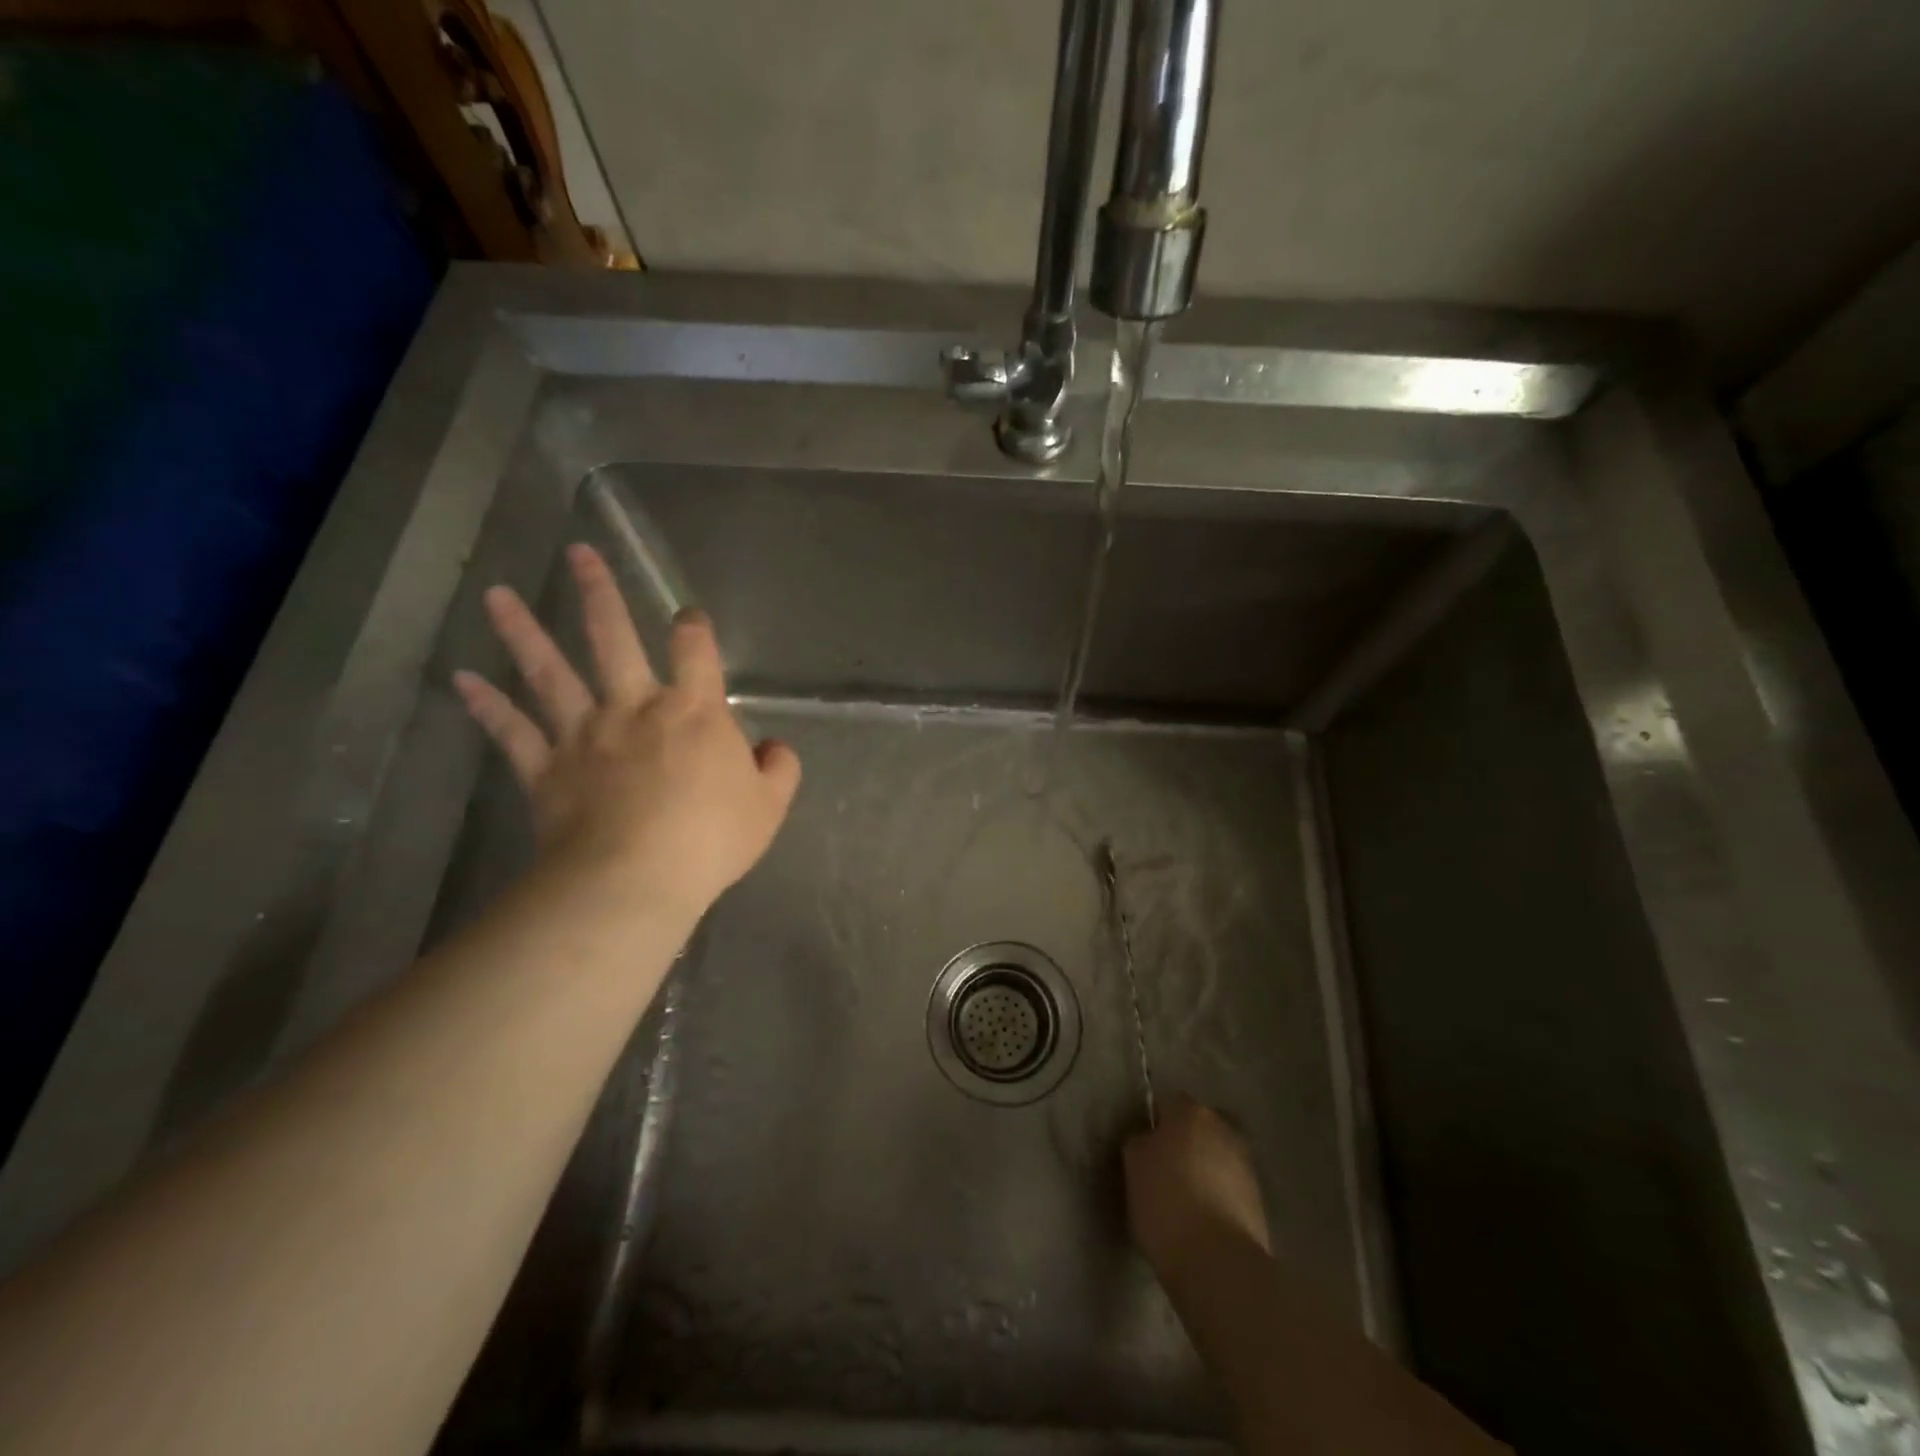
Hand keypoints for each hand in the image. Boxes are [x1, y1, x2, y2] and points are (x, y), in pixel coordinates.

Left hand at [453, 543, 800, 924]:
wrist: (636, 879)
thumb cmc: (710, 839)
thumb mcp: (769, 805)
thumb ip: (779, 769)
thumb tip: (773, 747)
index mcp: (693, 710)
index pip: (695, 650)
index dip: (694, 627)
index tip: (688, 617)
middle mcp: (634, 707)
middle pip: (613, 639)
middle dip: (598, 594)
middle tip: (578, 553)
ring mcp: (584, 734)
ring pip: (550, 673)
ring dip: (523, 632)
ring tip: (497, 595)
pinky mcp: (546, 768)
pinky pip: (512, 732)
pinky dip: (487, 706)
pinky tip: (462, 680)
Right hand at [1124, 1097, 1271, 1273]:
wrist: (1217, 1262)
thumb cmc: (1166, 1201)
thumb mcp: (1134, 1165)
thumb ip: (1142, 1142)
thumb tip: (1150, 1142)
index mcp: (1191, 1112)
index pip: (1170, 1105)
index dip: (1157, 1126)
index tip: (1146, 1150)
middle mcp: (1224, 1128)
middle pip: (1200, 1130)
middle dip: (1186, 1145)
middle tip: (1165, 1173)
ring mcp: (1247, 1166)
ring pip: (1218, 1159)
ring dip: (1205, 1173)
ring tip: (1184, 1203)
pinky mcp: (1260, 1203)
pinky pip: (1230, 1191)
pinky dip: (1218, 1200)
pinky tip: (1202, 1223)